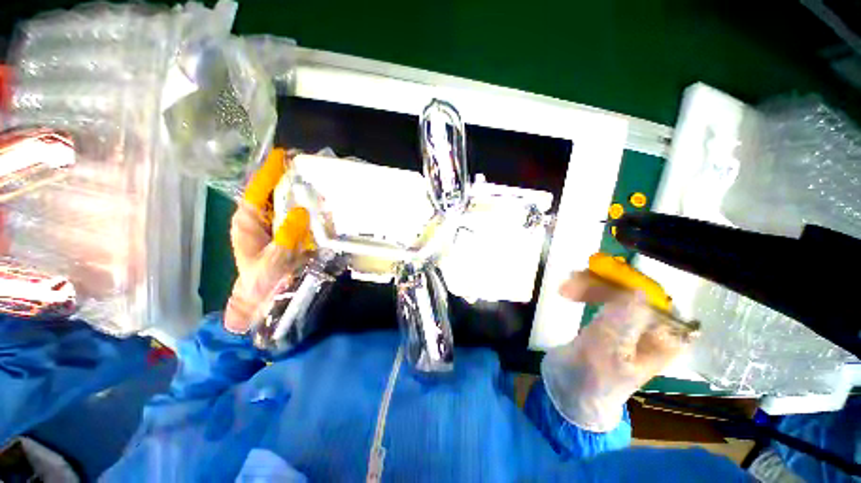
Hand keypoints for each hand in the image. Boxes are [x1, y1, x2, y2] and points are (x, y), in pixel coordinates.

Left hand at [224, 148, 310, 333]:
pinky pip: (296, 215)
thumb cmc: (263, 282)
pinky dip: (308, 207)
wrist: (267, 300)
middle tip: (309, 166)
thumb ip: (286, 236)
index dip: (269, 172)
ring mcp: (274, 226)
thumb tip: (300, 210)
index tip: (283, 155)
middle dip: (287, 177)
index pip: (257, 190)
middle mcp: (259, 220)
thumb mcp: (274, 260)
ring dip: (299, 191)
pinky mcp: (287, 234)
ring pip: (285, 203)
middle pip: (271, 192)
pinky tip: (322, 204)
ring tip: (319, 180)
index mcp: (247, 222)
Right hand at [541, 271, 690, 431]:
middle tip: (570, 281)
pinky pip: (603, 295)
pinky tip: (569, 291)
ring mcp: (631, 321)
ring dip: (589, 284)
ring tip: (565, 288)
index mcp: (663, 339)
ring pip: (616, 288)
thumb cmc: (593, 378)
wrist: (573, 390)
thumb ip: (623, 323)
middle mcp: (653, 326)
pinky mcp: (612, 319)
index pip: (653, 297)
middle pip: (633, 289)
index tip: (596, 275)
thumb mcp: (607, 353)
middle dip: (601, 283)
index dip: (628, 281)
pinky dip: (586, 289)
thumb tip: (638, 290)